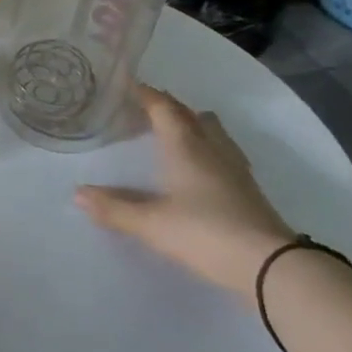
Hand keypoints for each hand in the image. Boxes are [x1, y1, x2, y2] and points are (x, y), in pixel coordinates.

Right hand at [75, 85, 294, 297]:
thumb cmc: (206, 233)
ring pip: (215, 134)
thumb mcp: (151, 223)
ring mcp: (236, 171)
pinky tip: (202, 169)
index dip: (146, 94)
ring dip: (195, 127)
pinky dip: (209, 151)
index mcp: (186, 147)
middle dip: (170, 108)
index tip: (128, 84)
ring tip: (176, 133)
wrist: (273, 267)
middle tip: (148, 110)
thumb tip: (78, 193)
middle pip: (193, 117)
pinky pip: (225, 156)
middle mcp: (212, 151)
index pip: (164, 109)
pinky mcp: (250, 193)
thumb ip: (114, 208)